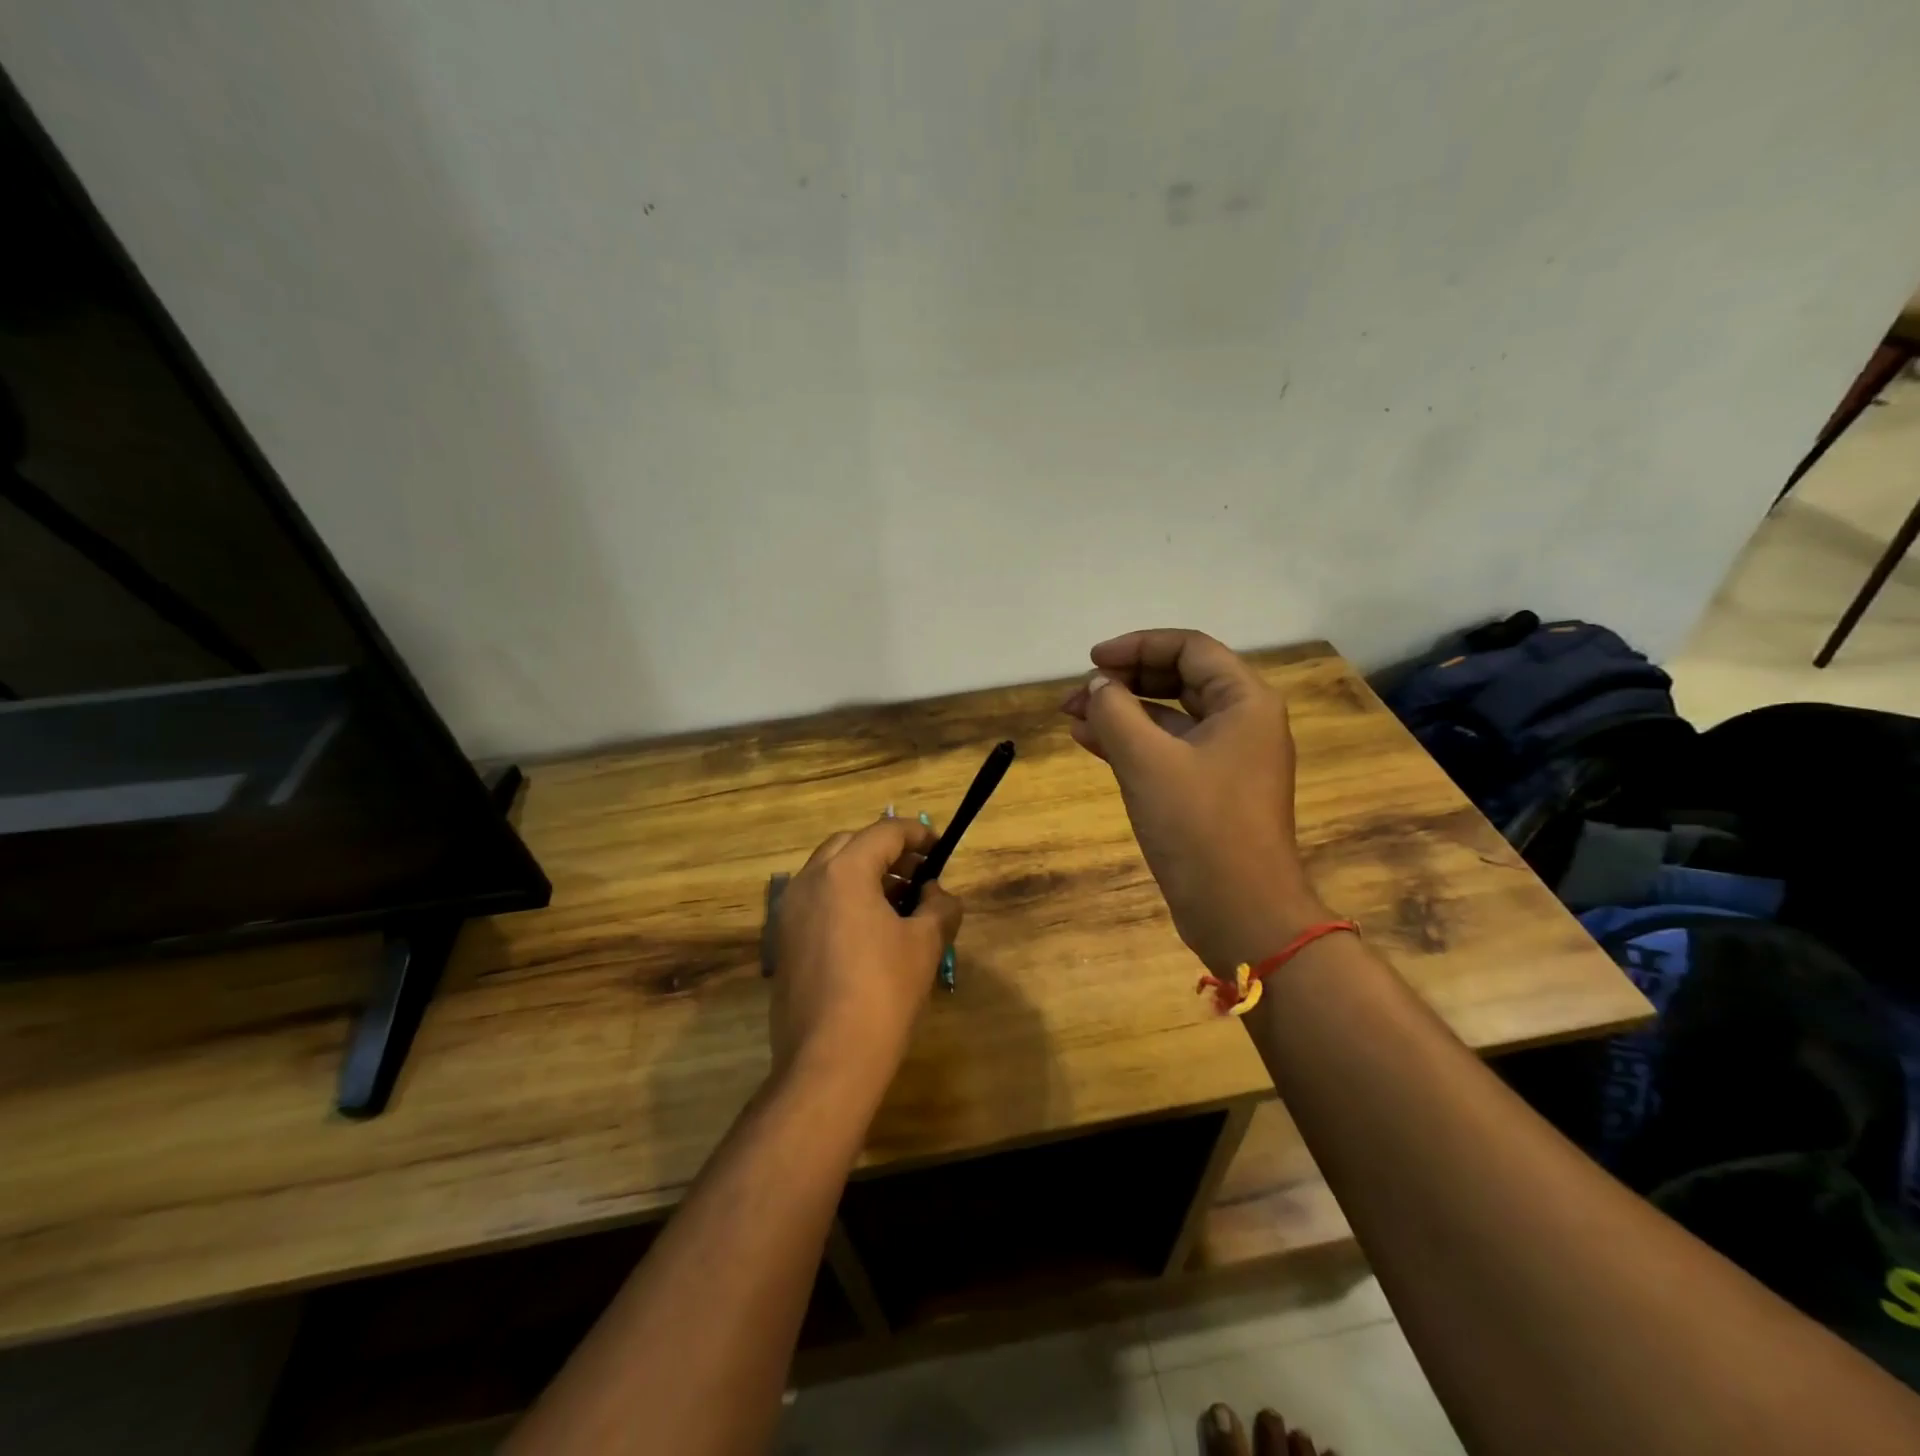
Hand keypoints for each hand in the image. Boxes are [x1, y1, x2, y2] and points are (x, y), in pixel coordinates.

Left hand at [769, 817, 962, 1096]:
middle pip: (851, 845)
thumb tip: (936, 894)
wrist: (828, 1060)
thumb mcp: (925, 944)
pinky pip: (816, 901)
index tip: (940, 848)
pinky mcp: (784, 942)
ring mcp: (790, 912)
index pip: (884, 832)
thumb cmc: (883, 992)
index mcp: (844, 872)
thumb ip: (939, 906)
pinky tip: (871, 931)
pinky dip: (844, 899)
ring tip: (899, 902)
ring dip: (864, 874)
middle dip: (887, 851)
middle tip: (919, 873)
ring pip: (829, 872)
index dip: (917, 834)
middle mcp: (809, 881)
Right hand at [1061, 629, 1325, 973]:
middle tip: (1078, 693)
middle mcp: (1242, 722)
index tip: (1092, 661)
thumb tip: (1098, 686)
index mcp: (1245, 702)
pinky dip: (1132, 743)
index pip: (1189, 648)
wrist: (1240, 912)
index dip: (1137, 646)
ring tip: (1072, 716)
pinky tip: (1090, 742)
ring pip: (1170, 717)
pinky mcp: (1211, 790)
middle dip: (1125, 680)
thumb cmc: (1199, 826)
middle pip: (1179, 678)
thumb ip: (1115, 711)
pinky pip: (1168, 750)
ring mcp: (1228, 758)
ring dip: (1122, 712)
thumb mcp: (1147, 761)